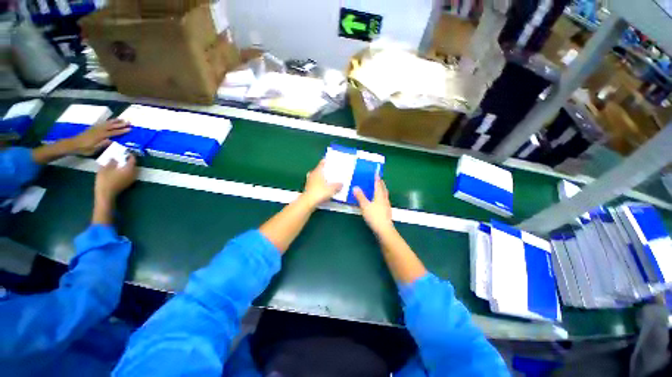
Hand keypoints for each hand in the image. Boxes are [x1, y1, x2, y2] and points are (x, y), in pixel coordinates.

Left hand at [68, 119, 130, 155]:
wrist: (72, 144)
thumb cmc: (84, 149)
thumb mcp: (93, 149)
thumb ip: (102, 144)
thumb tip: (112, 141)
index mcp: (100, 136)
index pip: (113, 132)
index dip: (122, 131)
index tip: (129, 129)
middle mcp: (99, 130)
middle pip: (111, 126)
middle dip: (120, 124)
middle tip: (128, 122)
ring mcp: (95, 128)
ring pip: (107, 123)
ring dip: (115, 121)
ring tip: (121, 119)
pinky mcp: (93, 128)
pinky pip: (102, 123)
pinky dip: (108, 121)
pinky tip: (111, 121)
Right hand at [95, 154, 137, 203]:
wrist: (106, 194)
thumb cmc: (105, 180)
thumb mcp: (105, 168)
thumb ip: (112, 161)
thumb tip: (115, 157)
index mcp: (129, 169)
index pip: (133, 160)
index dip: (130, 155)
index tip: (125, 151)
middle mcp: (133, 174)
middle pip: (134, 165)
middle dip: (129, 160)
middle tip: (122, 156)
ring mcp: (132, 179)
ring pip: (132, 170)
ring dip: (128, 165)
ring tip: (120, 162)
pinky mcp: (129, 183)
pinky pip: (130, 174)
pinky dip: (127, 170)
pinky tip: (120, 169)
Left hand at [302, 159, 341, 206]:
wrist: (308, 202)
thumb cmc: (320, 192)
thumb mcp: (332, 188)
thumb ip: (337, 185)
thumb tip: (341, 184)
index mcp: (318, 171)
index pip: (322, 163)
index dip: (326, 161)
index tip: (330, 160)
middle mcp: (312, 175)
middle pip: (319, 170)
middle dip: (324, 171)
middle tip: (331, 172)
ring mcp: (309, 182)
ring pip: (316, 177)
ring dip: (321, 178)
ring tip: (328, 180)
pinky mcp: (308, 189)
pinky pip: (315, 184)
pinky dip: (319, 185)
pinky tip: (323, 189)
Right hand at [353, 178, 393, 234]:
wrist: (384, 229)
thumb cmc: (374, 216)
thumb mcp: (365, 206)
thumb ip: (360, 196)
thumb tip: (355, 187)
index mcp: (380, 195)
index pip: (378, 184)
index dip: (377, 178)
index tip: (376, 172)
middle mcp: (384, 199)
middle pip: (383, 189)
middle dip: (380, 183)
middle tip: (377, 179)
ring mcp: (387, 205)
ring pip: (384, 195)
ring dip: (381, 190)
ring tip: (377, 188)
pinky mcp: (387, 211)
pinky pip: (384, 200)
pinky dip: (381, 197)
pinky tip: (378, 201)